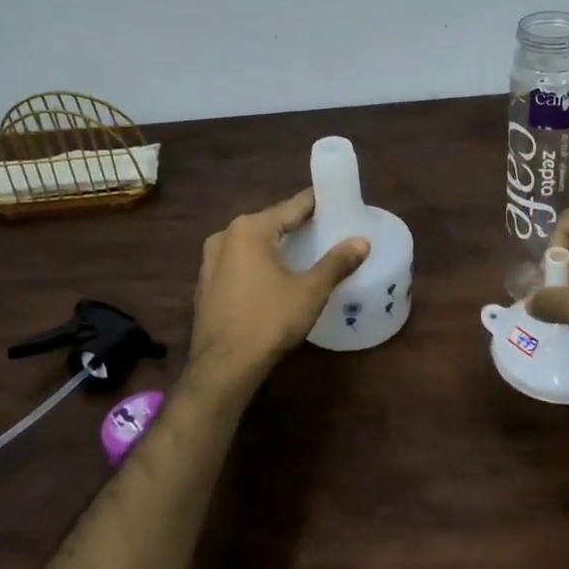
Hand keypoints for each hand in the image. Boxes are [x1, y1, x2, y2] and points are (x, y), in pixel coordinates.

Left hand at [186, 189, 369, 382]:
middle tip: (326, 228)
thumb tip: (362, 241)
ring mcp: (211, 260)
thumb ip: (337, 262)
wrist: (223, 366)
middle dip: (297, 224)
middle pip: (270, 222)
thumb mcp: (310, 291)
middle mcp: (225, 236)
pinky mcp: (206, 283)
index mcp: (250, 229)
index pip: (291, 206)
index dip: (316, 203)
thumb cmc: (269, 321)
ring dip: (276, 244)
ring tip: (304, 251)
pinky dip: (259, 262)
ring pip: (253, 243)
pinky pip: (239, 262)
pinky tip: (274, 276)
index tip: (336, 201)